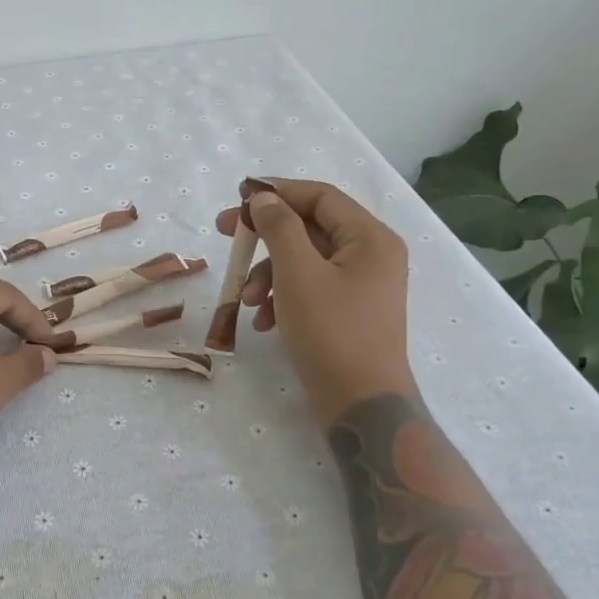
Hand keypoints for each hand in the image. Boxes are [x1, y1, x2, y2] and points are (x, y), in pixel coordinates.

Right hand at [215, 178, 412, 422]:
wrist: (361, 406)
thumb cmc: (332, 332)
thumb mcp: (298, 274)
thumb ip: (279, 227)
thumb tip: (264, 198)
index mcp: (370, 238)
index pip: (320, 196)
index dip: (277, 191)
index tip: (238, 196)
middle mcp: (371, 255)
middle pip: (310, 228)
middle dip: (265, 236)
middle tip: (226, 235)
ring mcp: (361, 286)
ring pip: (304, 260)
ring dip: (269, 273)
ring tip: (247, 300)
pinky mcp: (348, 311)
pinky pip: (309, 287)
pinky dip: (282, 297)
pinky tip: (263, 321)